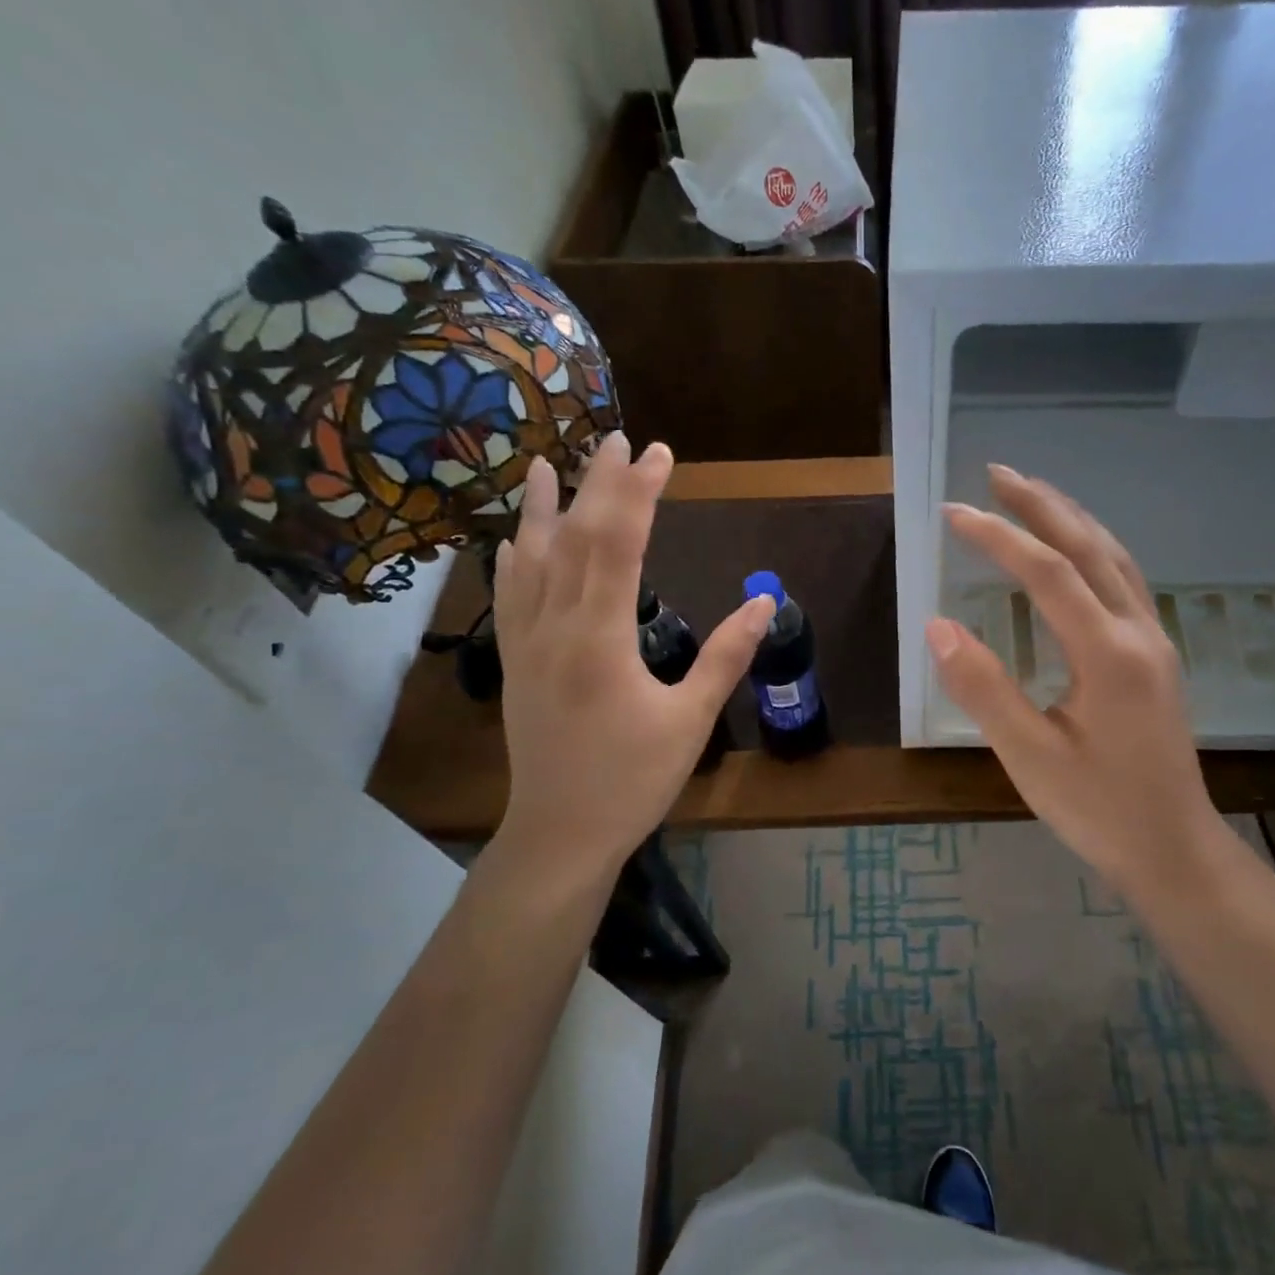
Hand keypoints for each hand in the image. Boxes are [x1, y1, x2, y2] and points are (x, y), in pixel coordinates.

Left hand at [491, 435, 773, 884]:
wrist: (561, 833)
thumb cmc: (632, 780)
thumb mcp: (690, 720)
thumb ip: (726, 656)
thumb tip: (765, 604)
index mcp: (599, 638)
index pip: (619, 543)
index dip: (639, 492)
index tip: (659, 454)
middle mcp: (554, 627)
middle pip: (573, 538)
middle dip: (598, 485)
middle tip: (619, 441)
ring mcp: (526, 644)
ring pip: (529, 560)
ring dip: (540, 509)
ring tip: (545, 464)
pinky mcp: (515, 663)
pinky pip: (508, 596)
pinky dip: (512, 559)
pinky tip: (514, 541)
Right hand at [927, 465, 1235, 900]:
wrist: (1174, 848)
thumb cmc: (1098, 810)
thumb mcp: (1029, 756)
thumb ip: (983, 688)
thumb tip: (937, 626)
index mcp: (1108, 653)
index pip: (1046, 573)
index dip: (998, 536)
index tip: (952, 513)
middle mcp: (1138, 633)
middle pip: (1090, 547)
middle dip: (1042, 505)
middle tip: (997, 472)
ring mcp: (1155, 643)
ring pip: (1115, 559)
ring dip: (1073, 520)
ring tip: (1033, 495)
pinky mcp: (1157, 659)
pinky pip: (1125, 582)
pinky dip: (1094, 549)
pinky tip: (1076, 554)